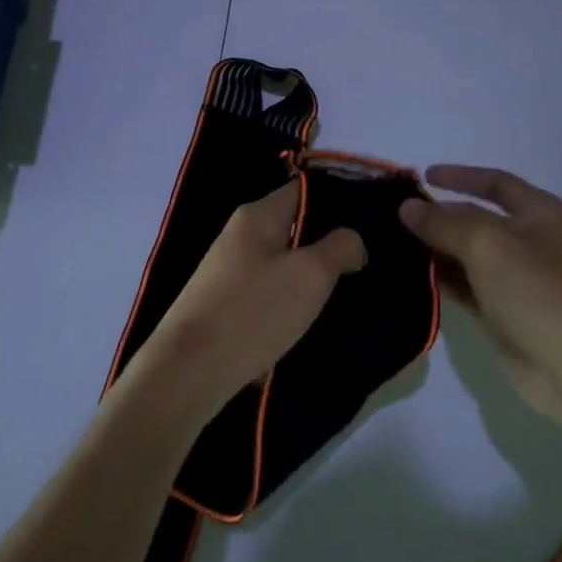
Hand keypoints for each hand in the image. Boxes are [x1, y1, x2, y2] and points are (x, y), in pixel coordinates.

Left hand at [128, 183, 366, 421]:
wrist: (188, 371)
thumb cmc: (253, 312)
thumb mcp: (310, 275)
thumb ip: (340, 247)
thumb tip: (351, 240)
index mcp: (257, 215)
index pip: (305, 189)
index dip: (340, 199)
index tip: (373, 220)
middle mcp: (240, 234)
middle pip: (295, 226)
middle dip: (329, 243)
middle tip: (368, 262)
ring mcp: (229, 270)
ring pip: (284, 262)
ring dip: (311, 276)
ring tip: (348, 292)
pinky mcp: (225, 303)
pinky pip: (269, 291)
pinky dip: (291, 302)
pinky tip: (311, 321)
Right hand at [400, 165, 561, 438]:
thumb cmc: (538, 292)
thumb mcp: (488, 245)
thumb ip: (444, 223)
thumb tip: (407, 207)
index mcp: (540, 214)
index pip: (495, 182)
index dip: (460, 176)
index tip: (421, 176)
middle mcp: (528, 241)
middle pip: (476, 219)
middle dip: (438, 215)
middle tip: (393, 215)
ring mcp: (514, 279)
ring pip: (466, 254)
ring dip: (433, 249)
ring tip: (390, 244)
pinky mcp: (500, 311)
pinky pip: (463, 286)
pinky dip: (439, 279)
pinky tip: (407, 276)